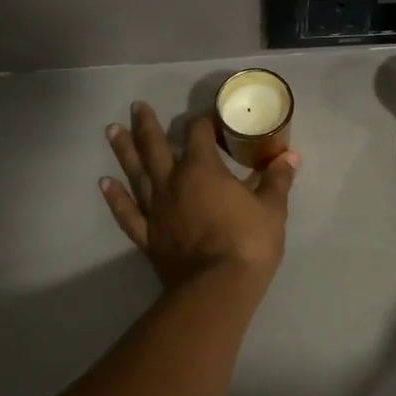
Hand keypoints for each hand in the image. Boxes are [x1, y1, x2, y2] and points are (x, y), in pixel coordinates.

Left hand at [101, 103, 299, 290]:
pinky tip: (104, 183)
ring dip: (124, 150)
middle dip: (147, 124)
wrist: (216, 289)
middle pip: (155, 145)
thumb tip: (291, 156)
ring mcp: (156, 209)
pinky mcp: (148, 235)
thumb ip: (277, 179)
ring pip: (135, 172)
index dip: (204, 120)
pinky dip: (115, 197)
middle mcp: (172, 182)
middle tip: (137, 106)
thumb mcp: (272, 208)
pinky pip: (127, 212)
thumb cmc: (248, 243)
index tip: (211, 116)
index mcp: (202, 169)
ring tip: (112, 130)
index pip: (198, 132)